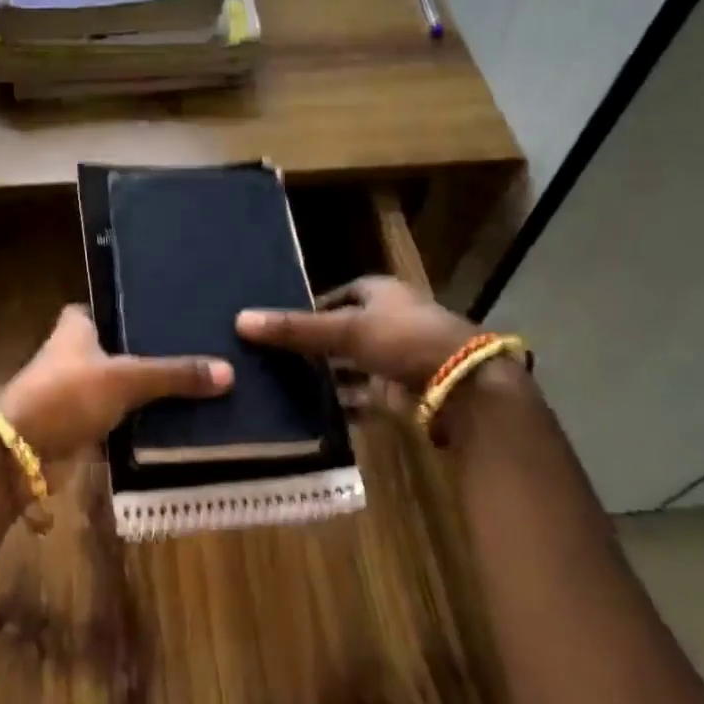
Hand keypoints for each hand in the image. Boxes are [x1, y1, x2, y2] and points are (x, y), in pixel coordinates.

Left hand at [0, 305, 231, 469]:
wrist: (21, 452)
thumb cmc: (67, 395)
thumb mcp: (126, 379)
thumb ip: (174, 375)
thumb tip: (228, 372)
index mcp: (76, 327)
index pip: (108, 307)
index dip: (134, 308)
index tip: (171, 312)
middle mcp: (73, 353)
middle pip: (118, 347)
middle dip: (149, 352)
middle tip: (197, 349)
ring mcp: (74, 390)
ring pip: (119, 384)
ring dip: (146, 390)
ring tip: (196, 383)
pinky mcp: (78, 424)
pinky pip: (117, 417)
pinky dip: (138, 420)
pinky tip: (173, 419)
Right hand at [236, 275, 476, 392]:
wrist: (463, 386)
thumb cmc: (403, 339)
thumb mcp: (344, 329)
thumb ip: (294, 328)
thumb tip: (240, 320)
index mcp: (379, 293)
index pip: (336, 295)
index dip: (309, 308)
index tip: (279, 325)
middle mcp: (389, 320)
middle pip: (343, 331)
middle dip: (314, 345)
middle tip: (274, 358)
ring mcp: (397, 357)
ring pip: (351, 364)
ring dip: (327, 375)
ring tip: (285, 385)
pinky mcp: (401, 390)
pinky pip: (363, 394)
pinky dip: (343, 402)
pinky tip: (314, 411)